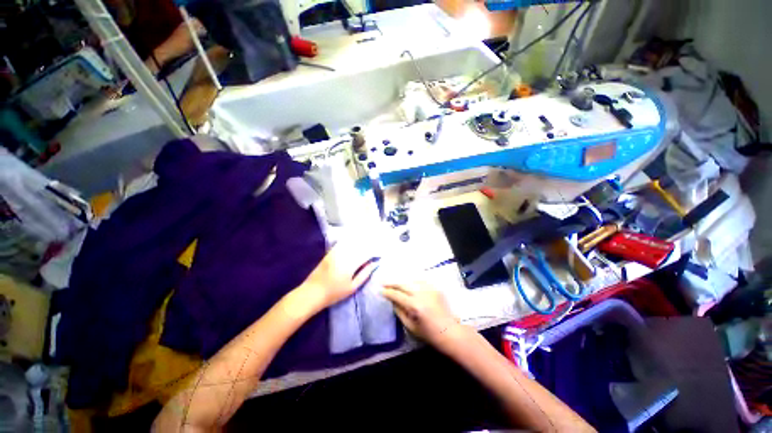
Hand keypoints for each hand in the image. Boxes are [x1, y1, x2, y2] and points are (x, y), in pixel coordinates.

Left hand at [297, 241, 379, 310]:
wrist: (312, 293)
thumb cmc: (334, 293)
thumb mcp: (352, 287)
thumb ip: (364, 274)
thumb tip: (374, 264)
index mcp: (351, 264)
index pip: (366, 254)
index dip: (374, 252)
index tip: (379, 253)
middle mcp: (344, 255)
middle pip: (359, 245)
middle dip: (368, 244)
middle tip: (376, 244)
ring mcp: (335, 252)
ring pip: (350, 242)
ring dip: (360, 241)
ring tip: (367, 240)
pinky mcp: (330, 253)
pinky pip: (341, 243)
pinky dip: (349, 241)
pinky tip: (353, 240)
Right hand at [382, 282, 461, 349]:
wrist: (450, 331)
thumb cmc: (429, 333)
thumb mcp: (410, 326)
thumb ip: (399, 311)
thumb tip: (392, 301)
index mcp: (415, 305)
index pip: (397, 295)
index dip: (387, 292)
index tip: (380, 291)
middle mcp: (422, 293)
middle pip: (403, 284)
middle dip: (392, 283)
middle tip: (383, 282)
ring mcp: (429, 289)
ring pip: (411, 280)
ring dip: (401, 281)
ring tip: (393, 282)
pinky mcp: (435, 288)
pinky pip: (420, 281)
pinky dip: (412, 281)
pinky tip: (407, 283)